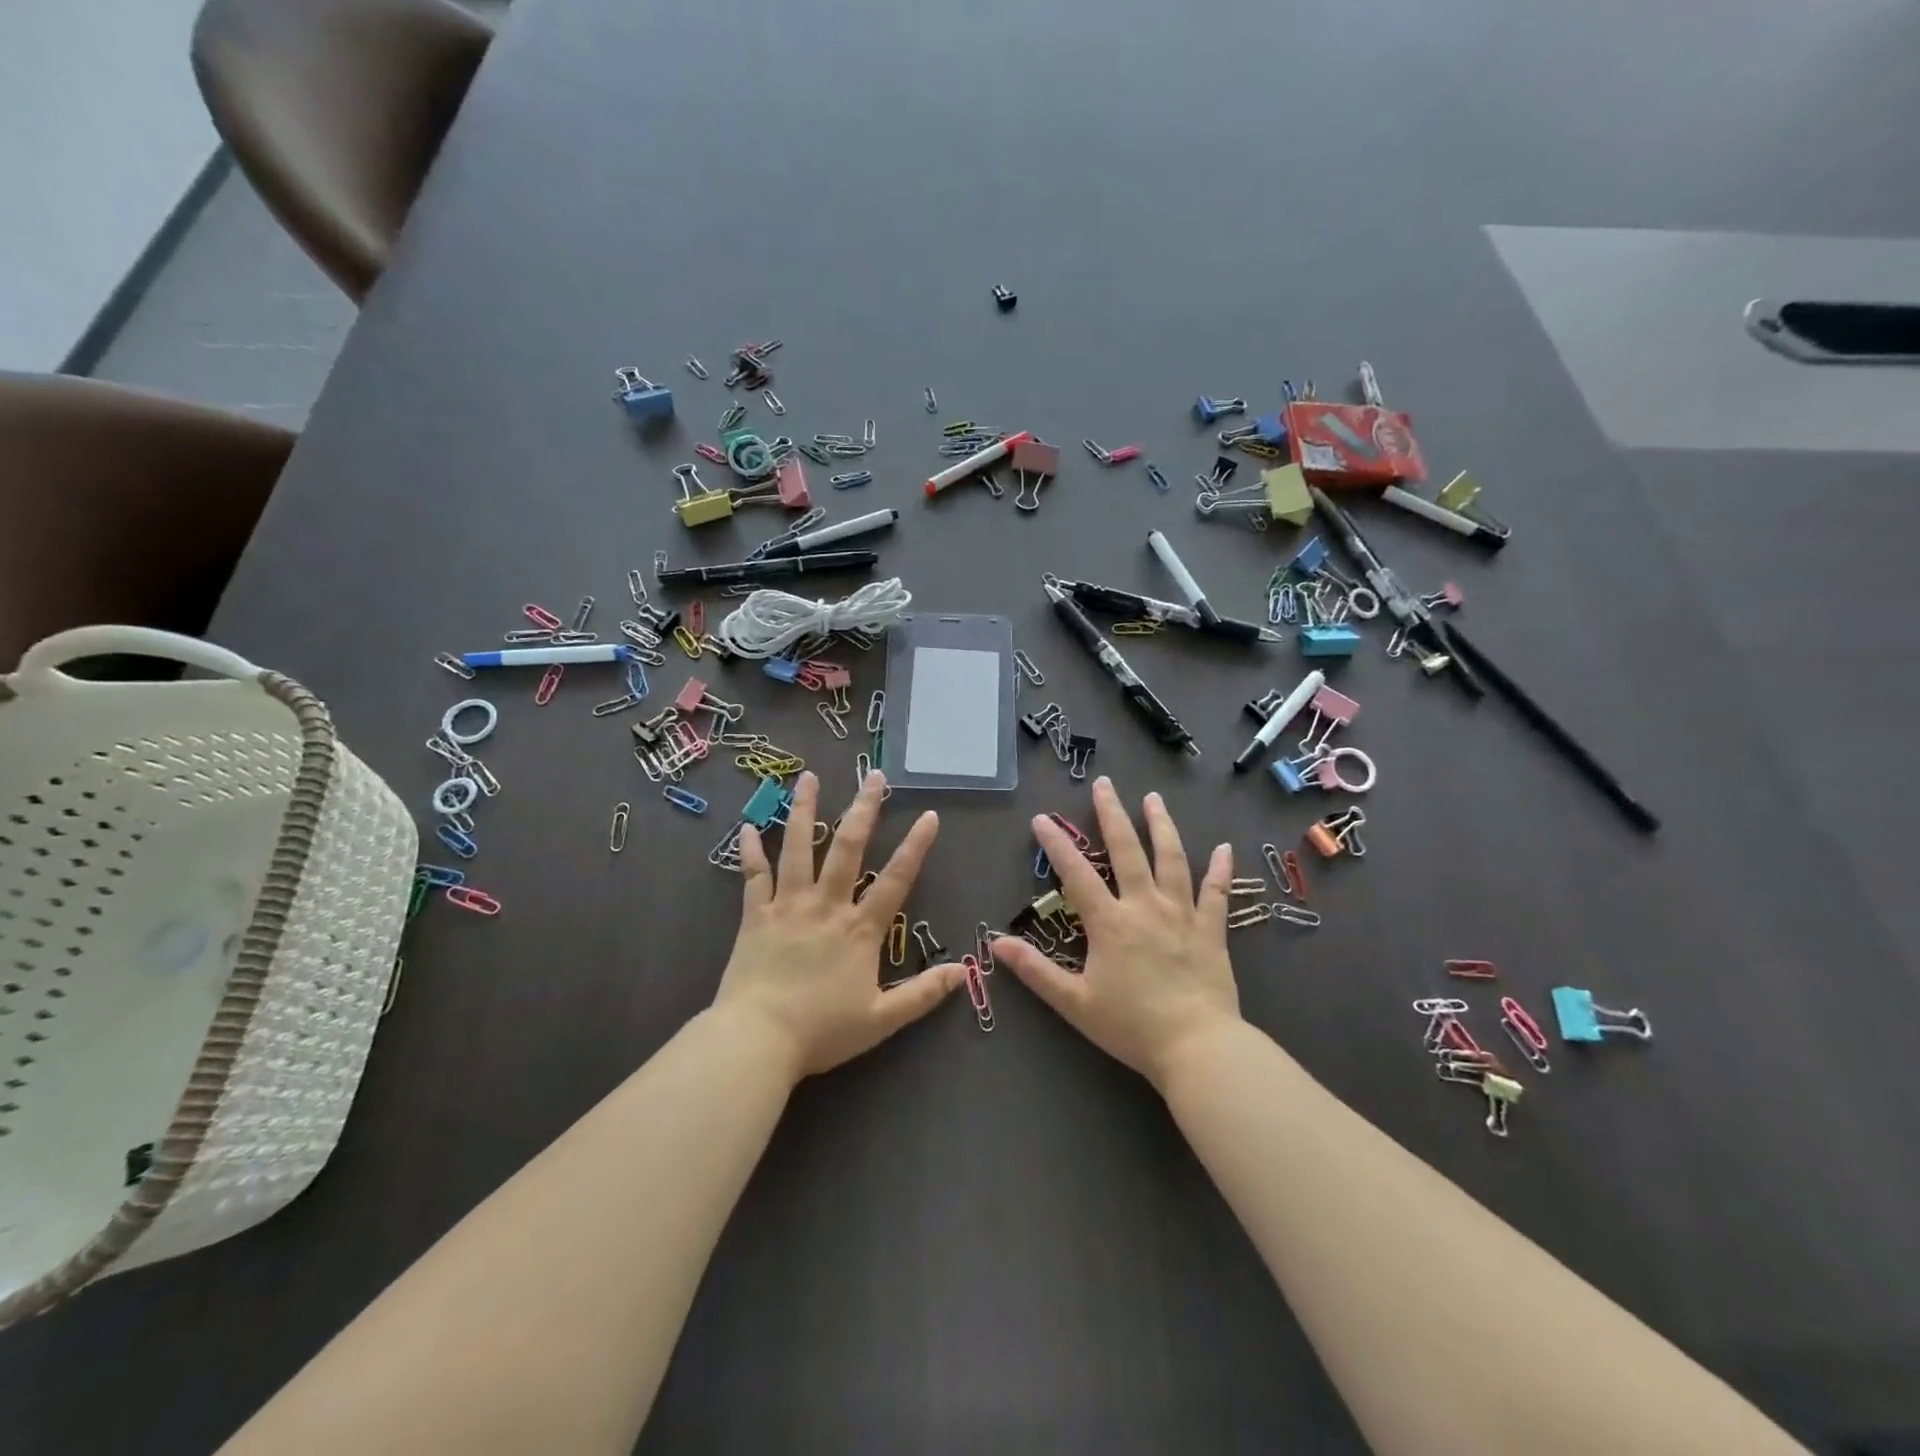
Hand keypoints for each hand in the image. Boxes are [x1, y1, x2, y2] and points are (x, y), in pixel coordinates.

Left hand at [715, 770, 961, 1080]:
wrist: (757, 1041)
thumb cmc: (821, 1031)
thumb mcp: (881, 1020)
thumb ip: (923, 994)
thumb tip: (964, 972)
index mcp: (859, 929)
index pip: (895, 879)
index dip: (915, 847)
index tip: (929, 815)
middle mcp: (826, 906)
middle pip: (847, 848)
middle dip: (863, 809)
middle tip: (873, 775)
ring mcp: (787, 906)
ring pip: (797, 848)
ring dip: (803, 810)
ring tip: (808, 778)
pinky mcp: (754, 916)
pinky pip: (753, 876)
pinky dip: (750, 851)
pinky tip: (747, 826)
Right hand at [996, 777, 1241, 1088]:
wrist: (1197, 1047)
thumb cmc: (1131, 1026)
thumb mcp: (1075, 1002)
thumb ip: (1036, 971)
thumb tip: (997, 943)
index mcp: (1110, 923)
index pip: (1076, 874)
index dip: (1056, 845)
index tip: (1041, 819)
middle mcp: (1145, 907)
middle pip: (1127, 851)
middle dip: (1112, 815)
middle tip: (1104, 784)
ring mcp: (1182, 915)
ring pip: (1171, 860)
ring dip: (1161, 826)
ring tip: (1154, 798)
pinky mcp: (1211, 931)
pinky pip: (1216, 893)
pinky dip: (1220, 870)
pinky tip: (1224, 848)